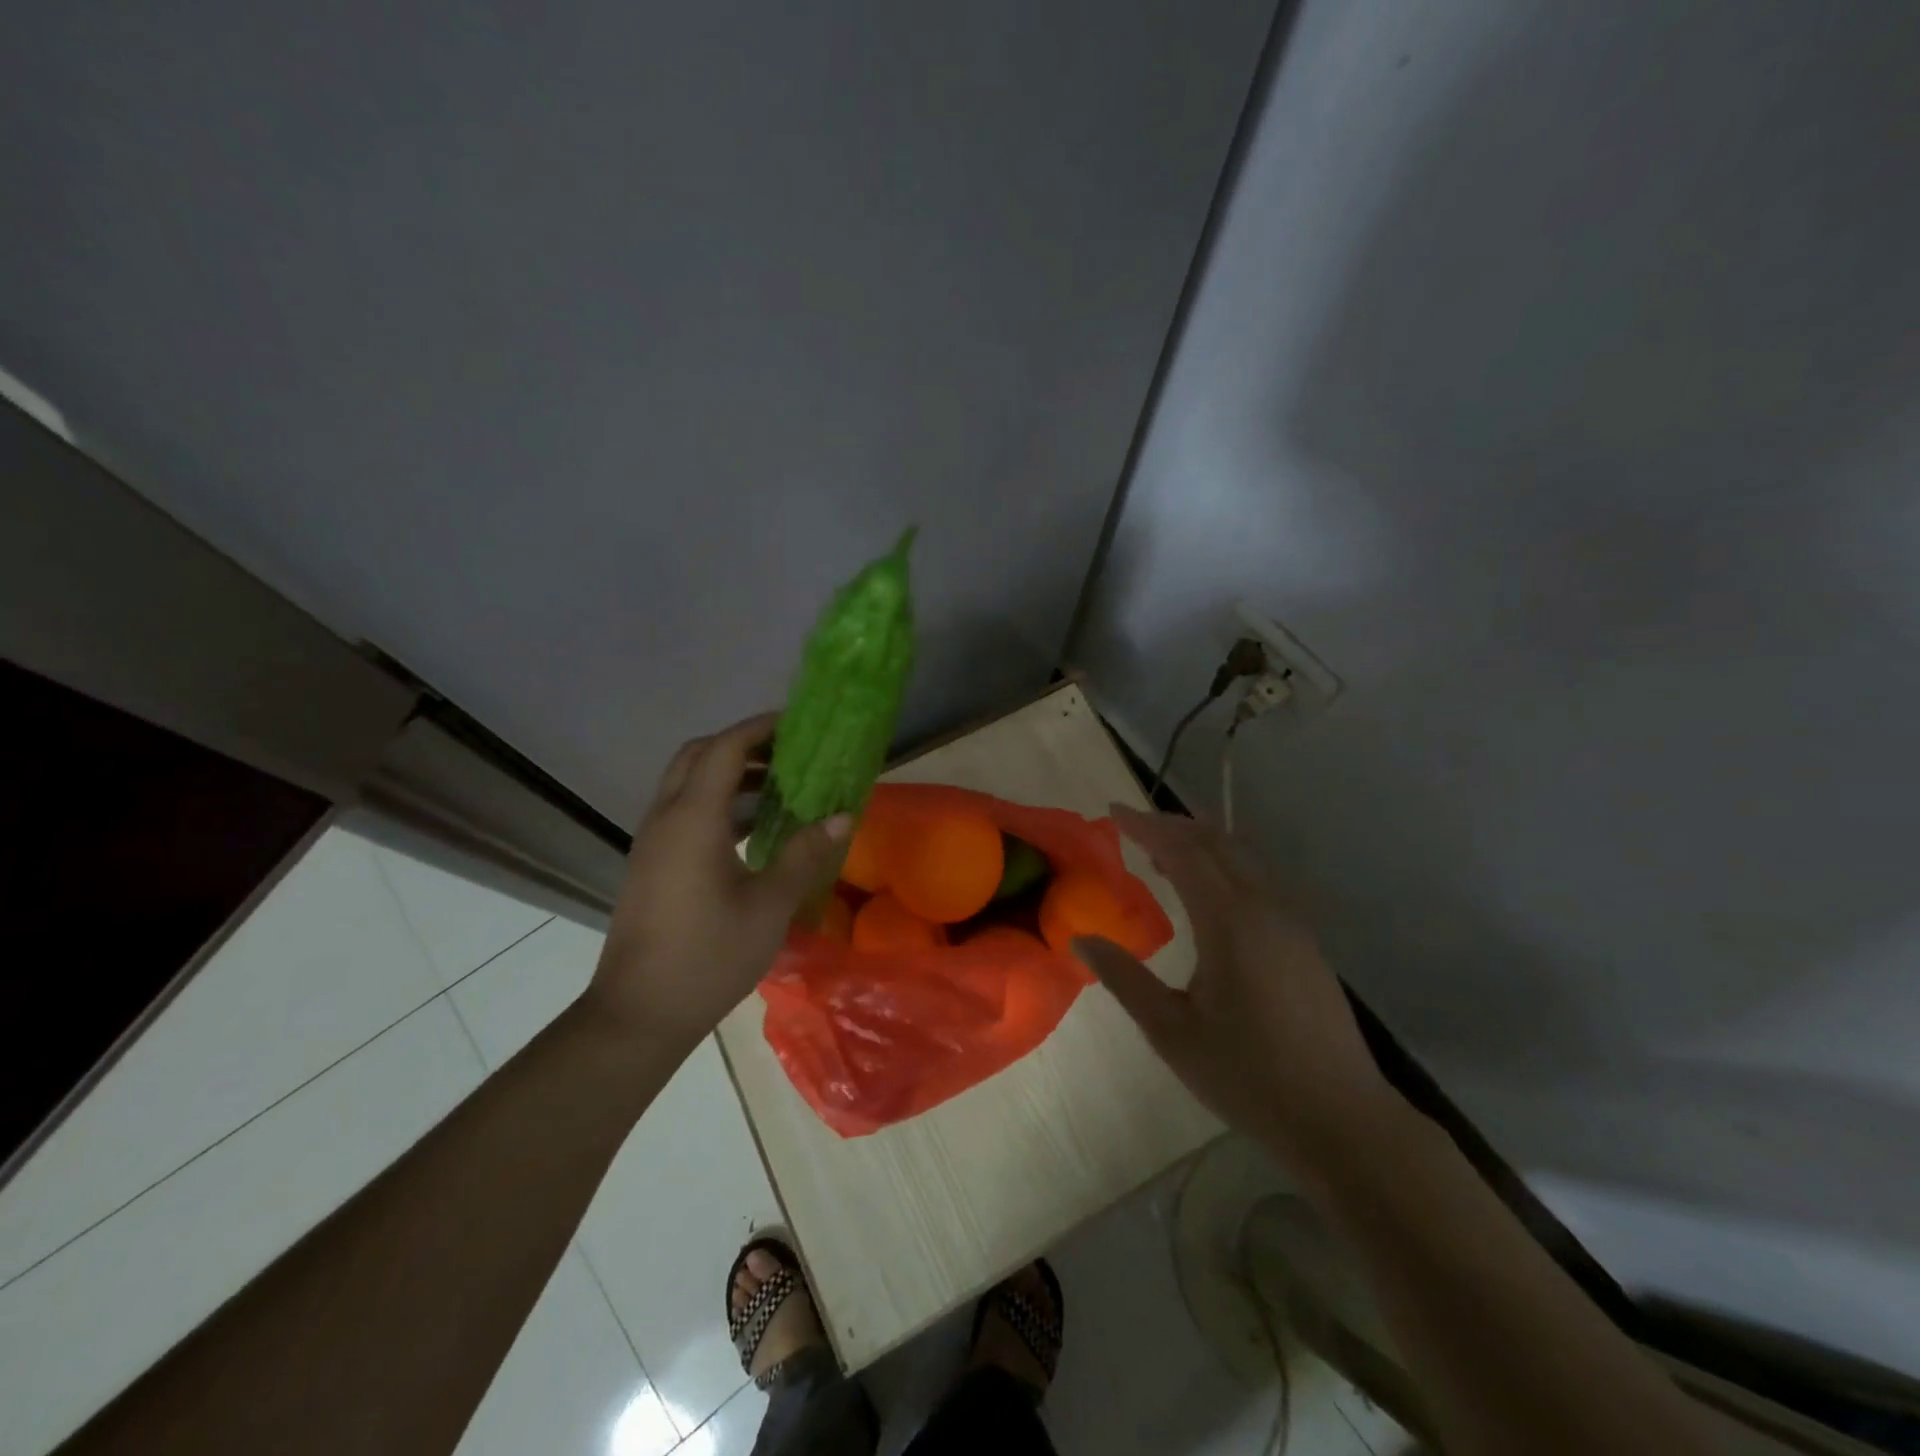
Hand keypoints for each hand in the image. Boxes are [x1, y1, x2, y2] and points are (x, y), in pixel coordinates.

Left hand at [583, 713, 849, 1055]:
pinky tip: (751, 831)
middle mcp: (665, 819)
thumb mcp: (769, 904)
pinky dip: (715, 803)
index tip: (795, 725)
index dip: (758, 729)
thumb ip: (805, 854)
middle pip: (697, 756)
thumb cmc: (709, 955)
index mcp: (693, 819)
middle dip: (740, 745)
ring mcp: (652, 843)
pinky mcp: (650, 865)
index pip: (724, 749)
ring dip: (727, 774)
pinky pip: (682, 812)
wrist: (639, 1013)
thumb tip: (842, 817)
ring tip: (777, 787)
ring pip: (686, 784)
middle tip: (785, 754)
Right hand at [1072, 806, 1399, 1176]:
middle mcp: (1264, 908)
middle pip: (1216, 843)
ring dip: (1201, 845)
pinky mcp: (1305, 944)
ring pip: (1242, 859)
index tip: (1112, 813)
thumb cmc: (1247, 1076)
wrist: (1342, 1120)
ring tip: (1162, 857)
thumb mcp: (1171, 1032)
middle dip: (1172, 826)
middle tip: (1132, 828)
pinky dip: (1224, 869)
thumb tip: (1081, 940)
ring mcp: (1291, 924)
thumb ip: (1124, 978)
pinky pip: (1258, 882)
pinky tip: (1207, 898)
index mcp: (1230, 922)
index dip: (1145, 827)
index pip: (1183, 852)